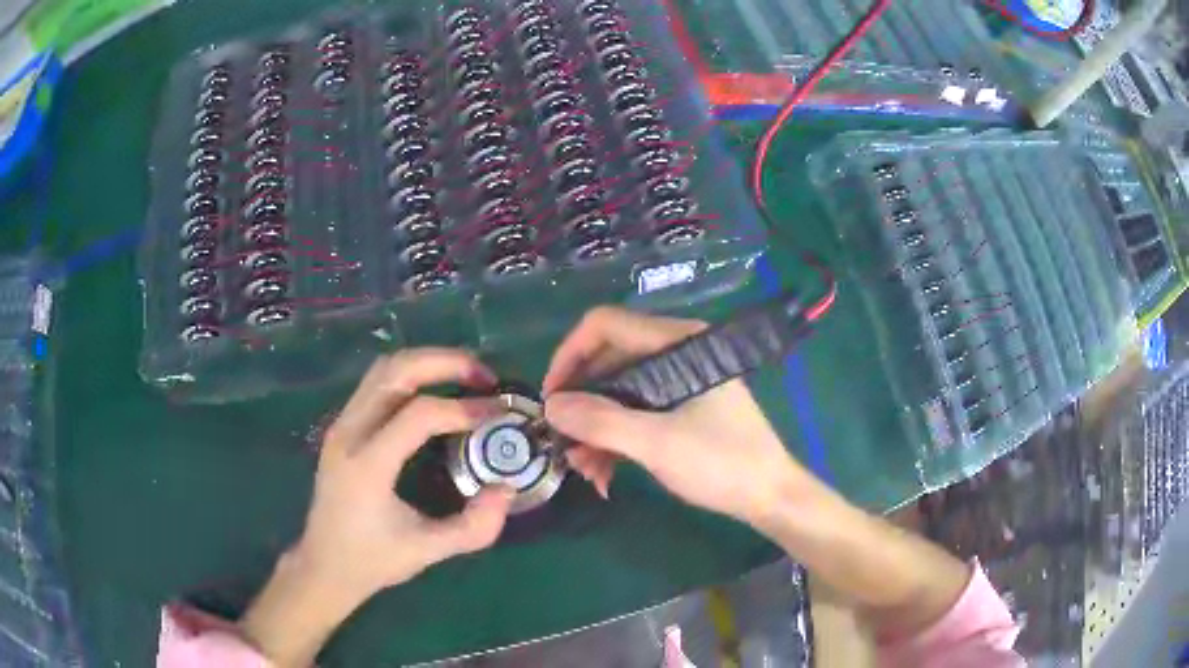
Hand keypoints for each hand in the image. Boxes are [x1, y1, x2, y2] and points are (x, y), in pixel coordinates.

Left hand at [240, 349, 513, 666]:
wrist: (323, 565)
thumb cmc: (373, 560)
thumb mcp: (428, 551)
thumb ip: (474, 526)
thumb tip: (507, 489)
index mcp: (367, 464)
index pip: (419, 414)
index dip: (464, 409)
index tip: (498, 414)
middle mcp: (349, 433)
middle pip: (396, 371)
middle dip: (446, 363)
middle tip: (485, 376)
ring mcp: (341, 425)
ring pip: (384, 369)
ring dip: (427, 363)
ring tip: (465, 377)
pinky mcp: (341, 426)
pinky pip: (376, 383)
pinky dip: (411, 376)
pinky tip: (435, 393)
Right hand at [542, 307, 822, 528]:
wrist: (769, 495)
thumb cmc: (721, 463)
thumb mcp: (657, 443)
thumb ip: (601, 421)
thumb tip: (550, 407)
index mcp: (676, 341)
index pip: (604, 326)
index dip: (568, 356)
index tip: (551, 399)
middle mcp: (675, 351)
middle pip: (607, 361)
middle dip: (581, 405)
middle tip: (562, 442)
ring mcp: (678, 379)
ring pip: (617, 391)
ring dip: (595, 429)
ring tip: (584, 469)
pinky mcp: (680, 406)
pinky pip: (634, 411)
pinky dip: (615, 439)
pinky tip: (604, 474)